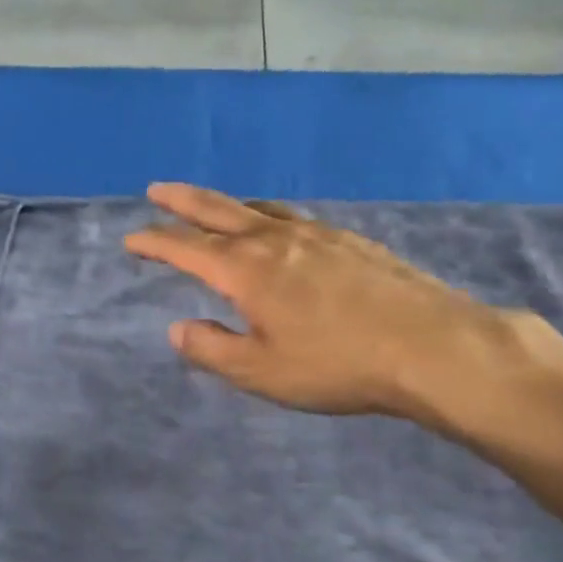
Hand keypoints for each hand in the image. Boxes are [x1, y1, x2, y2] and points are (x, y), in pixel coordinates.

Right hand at [124, 183, 562, 439]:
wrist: (430, 346)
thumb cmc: (336, 364)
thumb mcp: (261, 372)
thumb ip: (213, 350)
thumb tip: (178, 328)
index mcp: (246, 270)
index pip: (186, 247)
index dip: (155, 241)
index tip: (132, 238)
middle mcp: (276, 240)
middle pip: (218, 210)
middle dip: (182, 200)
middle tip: (157, 189)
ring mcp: (317, 234)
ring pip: (259, 209)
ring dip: (228, 205)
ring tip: (214, 208)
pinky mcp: (349, 240)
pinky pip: (293, 218)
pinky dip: (268, 216)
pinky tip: (280, 231)